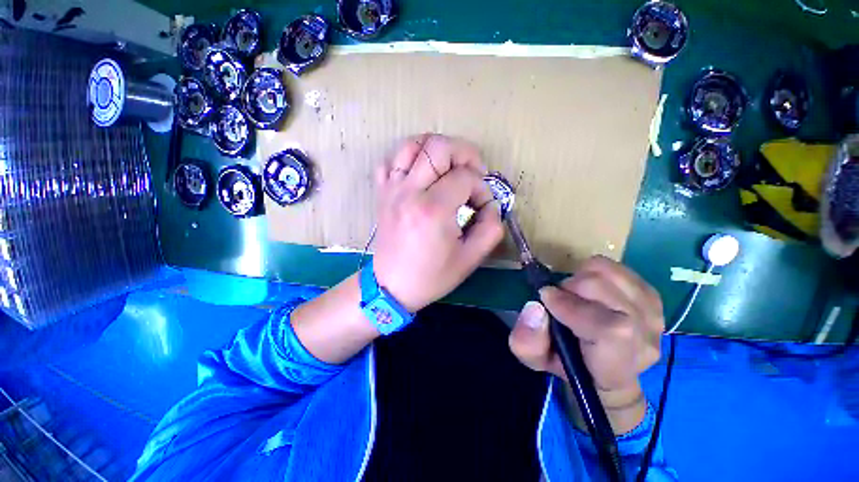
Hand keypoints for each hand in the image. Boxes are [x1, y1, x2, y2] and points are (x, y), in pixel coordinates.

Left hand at [372, 134, 504, 311]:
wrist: (391, 286)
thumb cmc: (431, 276)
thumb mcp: (471, 259)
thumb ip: (491, 228)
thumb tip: (490, 204)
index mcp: (433, 210)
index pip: (465, 177)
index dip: (482, 188)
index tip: (483, 205)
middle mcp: (410, 192)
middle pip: (439, 147)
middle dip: (465, 153)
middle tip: (474, 172)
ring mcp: (392, 189)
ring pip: (413, 144)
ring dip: (438, 149)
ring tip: (450, 167)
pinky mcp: (383, 193)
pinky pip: (392, 160)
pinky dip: (410, 158)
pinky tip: (421, 173)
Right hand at [508, 256, 663, 432]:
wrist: (604, 370)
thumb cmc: (567, 365)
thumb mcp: (536, 360)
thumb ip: (527, 340)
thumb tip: (535, 307)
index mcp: (616, 365)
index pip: (610, 329)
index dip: (572, 306)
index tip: (546, 297)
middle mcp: (644, 340)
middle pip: (605, 289)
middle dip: (570, 287)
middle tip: (559, 298)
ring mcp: (654, 316)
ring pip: (611, 274)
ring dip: (582, 277)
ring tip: (574, 293)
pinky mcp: (652, 298)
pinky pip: (620, 269)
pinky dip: (597, 272)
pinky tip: (591, 289)